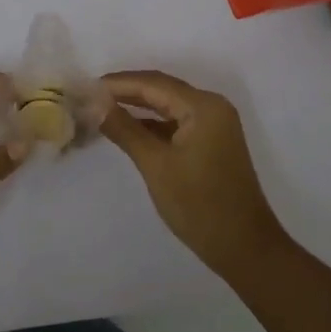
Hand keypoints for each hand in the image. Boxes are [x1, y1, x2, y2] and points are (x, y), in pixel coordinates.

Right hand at [98, 70, 289, 278]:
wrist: (244, 248)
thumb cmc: (199, 205)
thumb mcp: (156, 165)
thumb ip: (125, 129)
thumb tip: (95, 104)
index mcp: (203, 106)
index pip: (153, 83)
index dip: (118, 83)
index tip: (86, 87)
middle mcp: (211, 107)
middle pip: (161, 90)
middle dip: (126, 92)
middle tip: (89, 96)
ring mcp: (214, 125)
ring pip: (168, 106)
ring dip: (137, 107)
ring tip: (101, 110)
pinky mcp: (211, 142)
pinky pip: (176, 123)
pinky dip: (152, 125)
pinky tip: (127, 129)